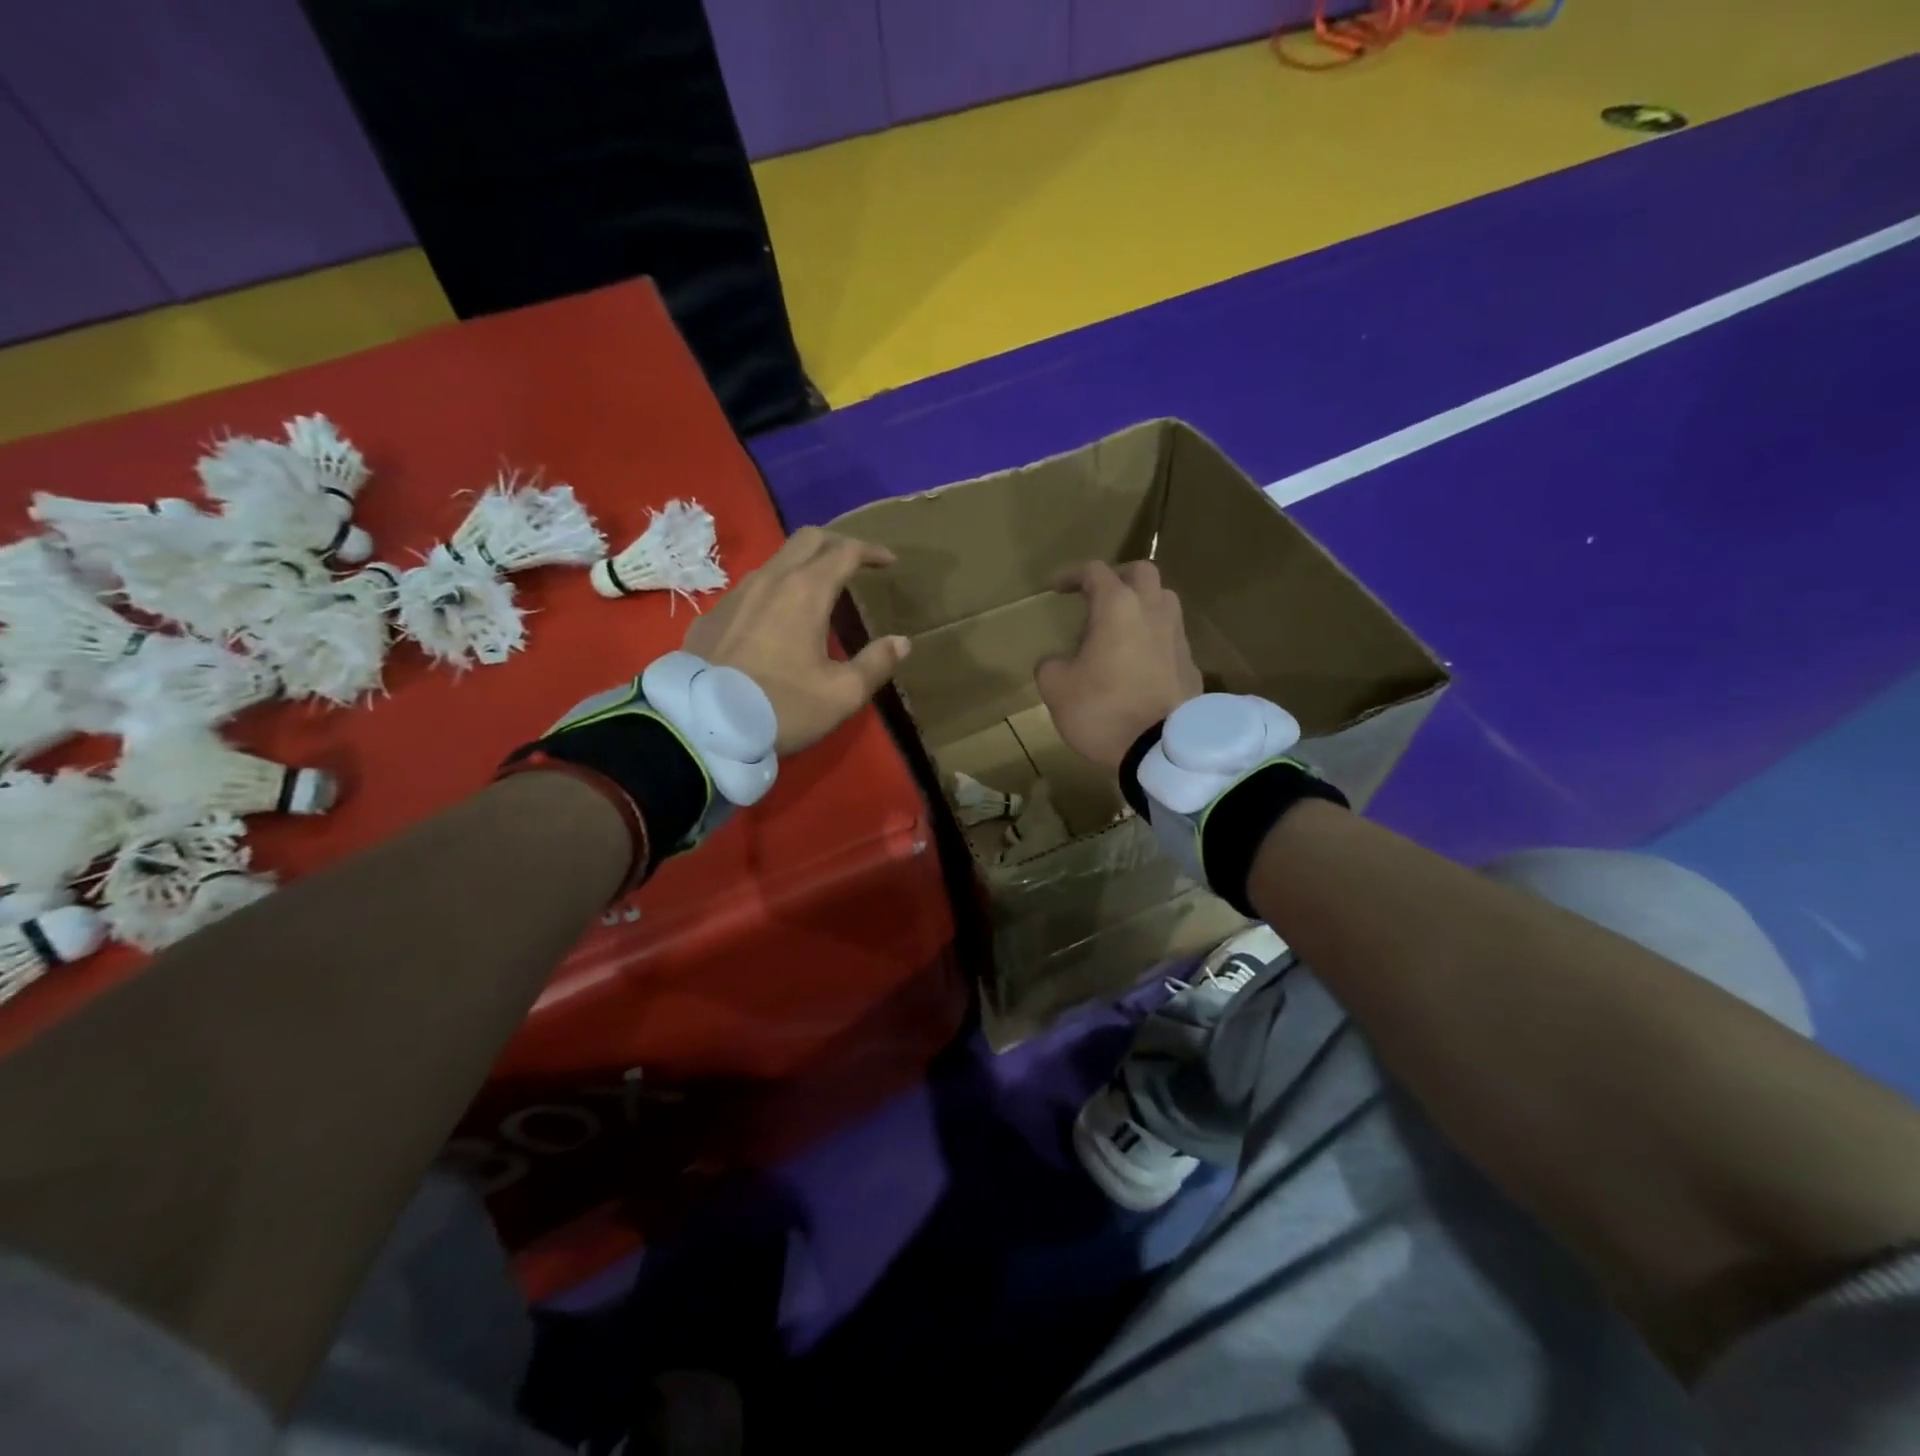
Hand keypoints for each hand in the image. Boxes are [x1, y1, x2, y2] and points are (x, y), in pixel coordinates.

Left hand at [682, 527, 909, 754]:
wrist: (703, 725)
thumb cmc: (782, 707)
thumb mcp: (842, 694)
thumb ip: (876, 664)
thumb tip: (901, 642)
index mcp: (806, 591)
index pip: (845, 551)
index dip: (871, 551)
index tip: (889, 562)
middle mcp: (770, 580)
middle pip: (807, 539)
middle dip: (837, 543)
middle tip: (856, 562)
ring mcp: (735, 594)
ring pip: (776, 561)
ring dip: (803, 565)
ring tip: (819, 589)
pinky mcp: (712, 615)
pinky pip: (750, 588)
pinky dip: (774, 589)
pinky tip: (776, 618)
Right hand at [1037, 561, 1202, 770]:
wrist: (1159, 749)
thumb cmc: (1102, 710)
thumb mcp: (1056, 689)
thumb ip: (1051, 665)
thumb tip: (1057, 662)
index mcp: (1117, 607)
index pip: (1095, 572)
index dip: (1072, 575)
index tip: (1057, 589)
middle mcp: (1153, 611)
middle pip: (1142, 572)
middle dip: (1118, 577)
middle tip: (1099, 597)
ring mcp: (1177, 636)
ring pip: (1164, 602)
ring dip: (1143, 605)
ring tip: (1122, 628)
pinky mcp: (1191, 664)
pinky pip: (1171, 638)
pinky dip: (1155, 639)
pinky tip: (1141, 663)